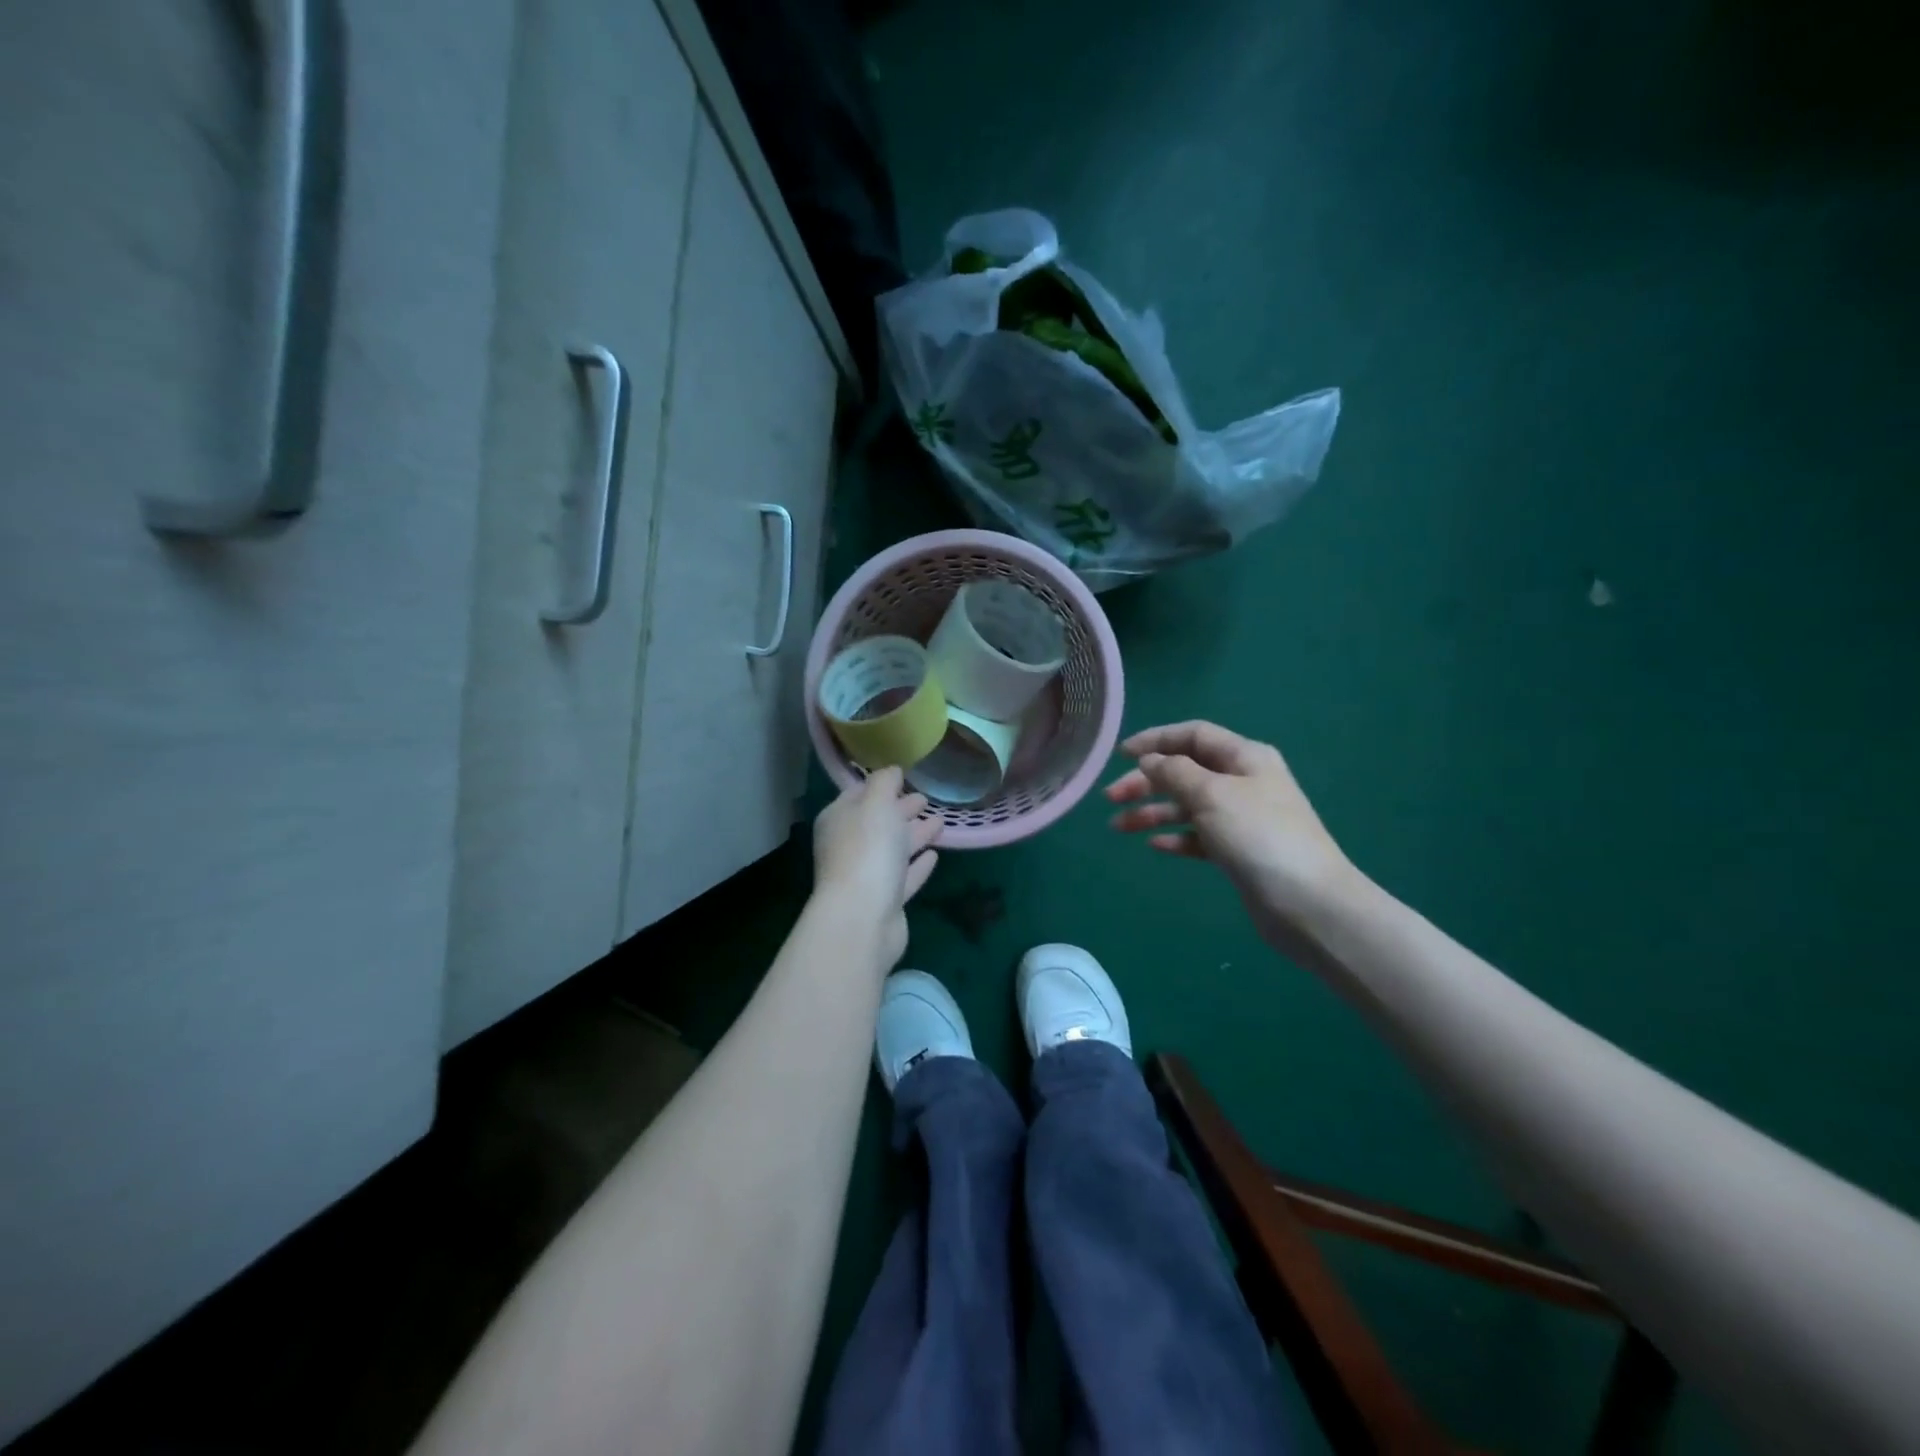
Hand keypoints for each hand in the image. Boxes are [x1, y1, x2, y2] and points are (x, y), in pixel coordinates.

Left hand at [812, 767, 941, 966]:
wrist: (863, 917)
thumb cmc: (867, 850)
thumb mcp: (876, 803)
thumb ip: (884, 782)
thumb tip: (892, 770)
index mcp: (839, 820)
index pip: (859, 795)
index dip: (881, 785)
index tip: (904, 777)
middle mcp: (848, 846)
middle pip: (878, 822)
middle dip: (900, 810)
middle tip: (925, 799)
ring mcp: (866, 876)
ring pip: (893, 849)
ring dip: (915, 835)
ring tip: (940, 822)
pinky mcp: (886, 902)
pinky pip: (904, 876)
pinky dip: (918, 865)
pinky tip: (934, 855)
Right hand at [1105, 721, 1360, 949]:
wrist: (1308, 903)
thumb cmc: (1258, 836)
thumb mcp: (1211, 794)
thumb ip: (1175, 772)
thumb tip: (1150, 760)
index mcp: (1244, 757)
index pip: (1194, 735)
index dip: (1156, 740)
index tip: (1120, 754)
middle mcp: (1243, 781)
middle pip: (1185, 771)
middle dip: (1146, 781)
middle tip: (1110, 798)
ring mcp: (1242, 818)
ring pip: (1187, 805)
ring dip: (1152, 811)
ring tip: (1118, 827)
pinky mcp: (1239, 851)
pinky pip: (1198, 836)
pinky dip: (1174, 837)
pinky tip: (1153, 846)